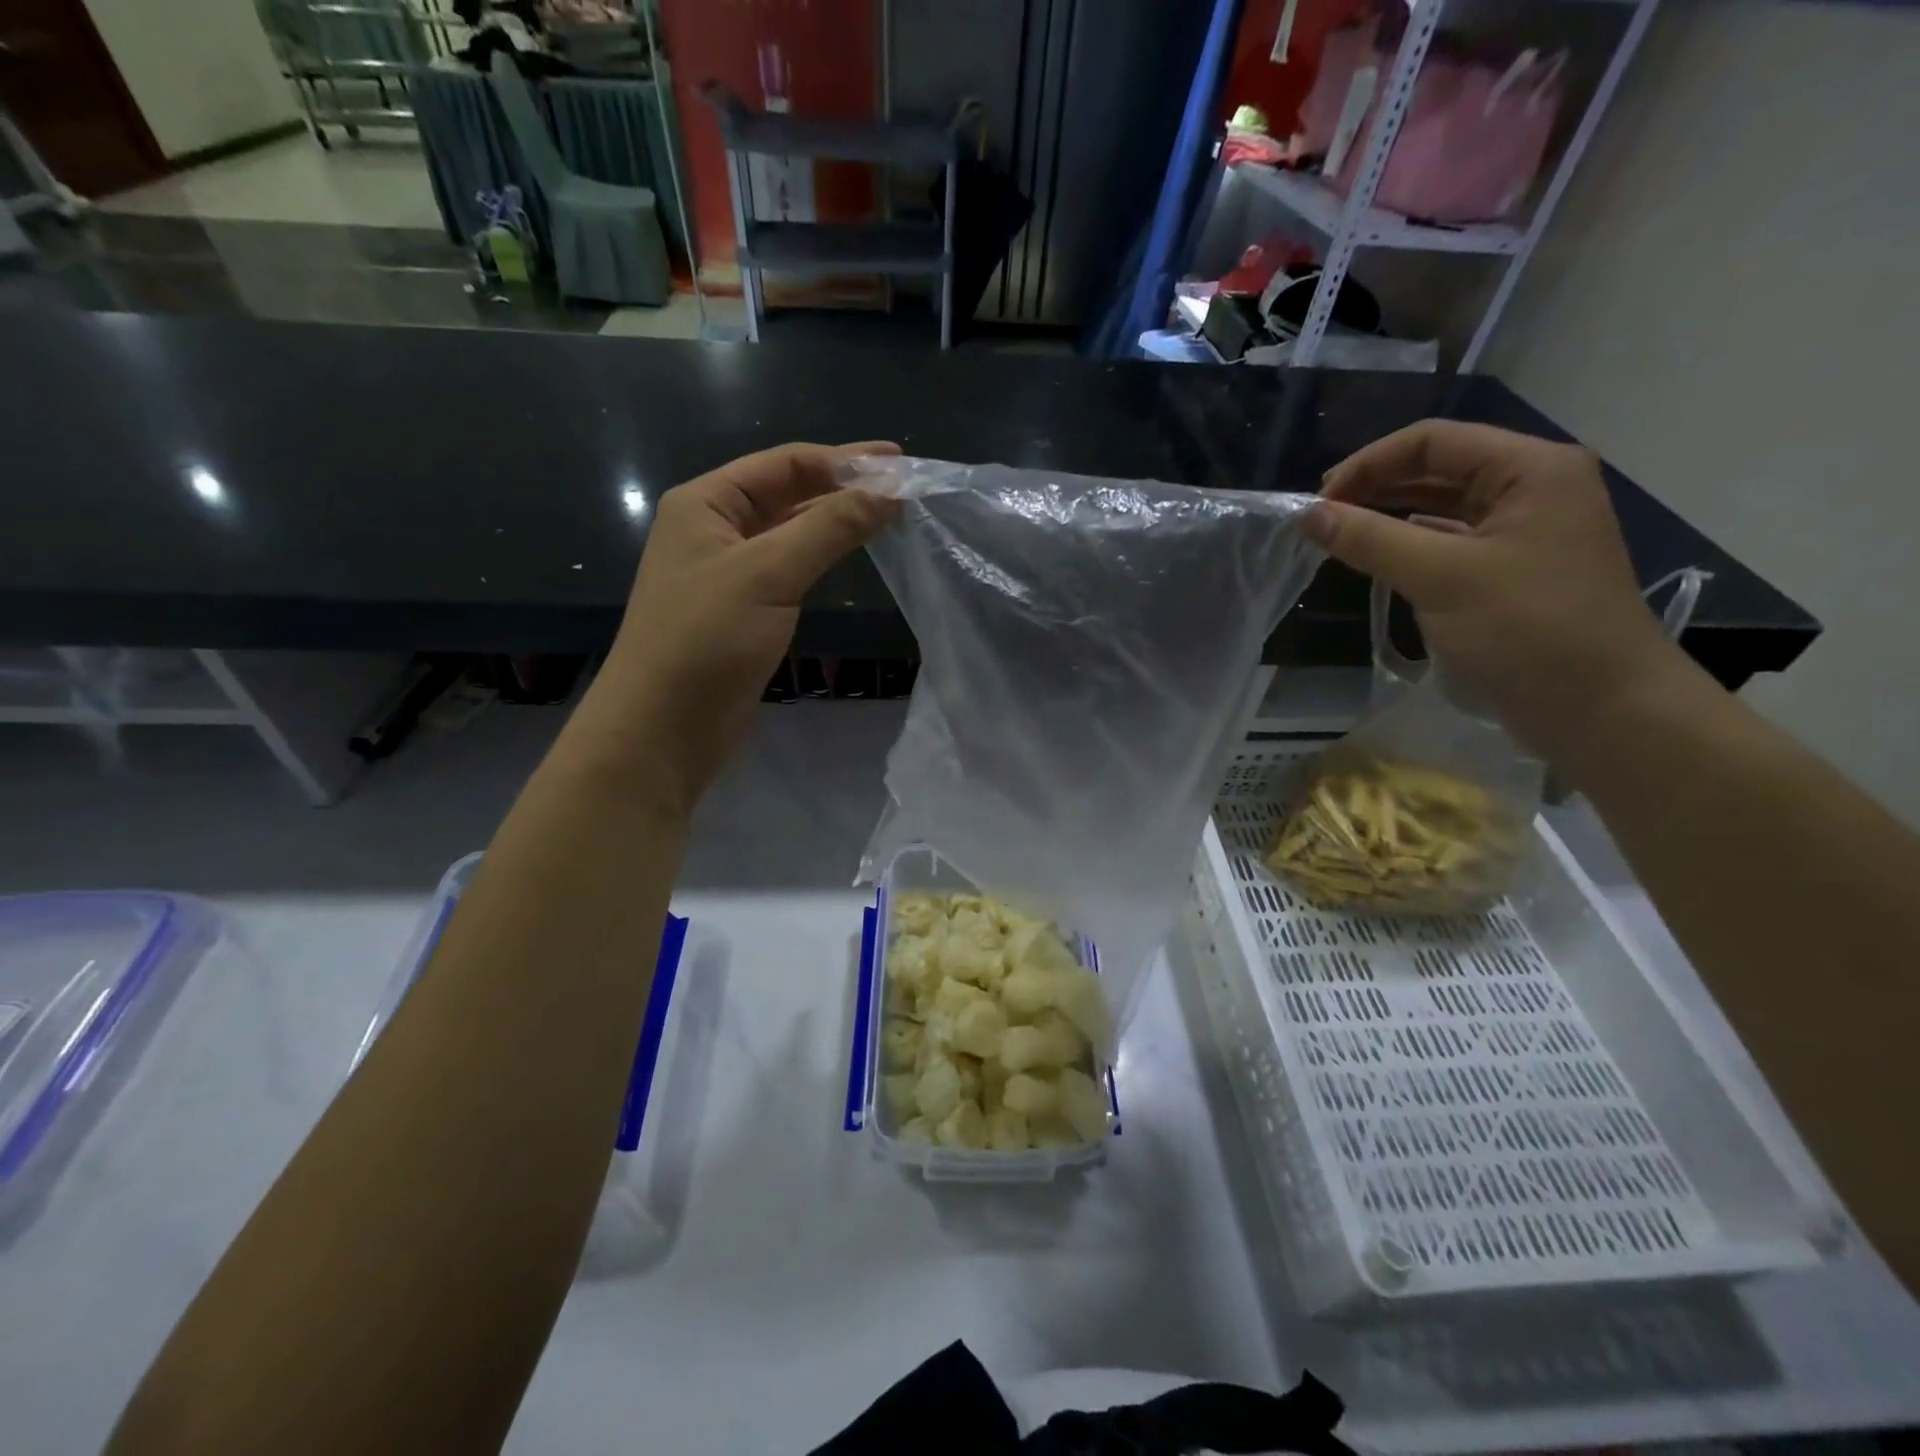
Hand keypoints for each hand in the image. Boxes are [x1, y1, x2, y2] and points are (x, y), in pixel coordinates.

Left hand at [592, 441, 898, 811]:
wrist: (664, 727)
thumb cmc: (706, 639)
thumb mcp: (769, 573)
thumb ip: (830, 528)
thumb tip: (890, 492)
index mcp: (705, 504)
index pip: (784, 464)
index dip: (843, 460)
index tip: (899, 463)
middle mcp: (714, 530)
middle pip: (787, 494)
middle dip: (842, 488)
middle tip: (902, 490)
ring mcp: (728, 573)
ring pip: (790, 534)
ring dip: (835, 523)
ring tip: (888, 517)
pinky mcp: (743, 612)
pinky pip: (789, 571)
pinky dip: (822, 559)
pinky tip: (851, 558)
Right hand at [1309, 420, 1679, 758]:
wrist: (1602, 708)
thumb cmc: (1528, 629)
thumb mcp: (1441, 577)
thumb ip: (1370, 539)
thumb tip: (1307, 515)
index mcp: (1530, 468)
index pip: (1433, 441)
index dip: (1368, 463)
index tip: (1318, 503)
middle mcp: (1532, 487)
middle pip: (1437, 468)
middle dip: (1375, 488)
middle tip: (1320, 521)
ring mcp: (1524, 530)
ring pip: (1442, 506)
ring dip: (1388, 516)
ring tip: (1338, 537)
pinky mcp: (1512, 569)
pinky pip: (1450, 540)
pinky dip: (1409, 543)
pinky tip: (1378, 558)